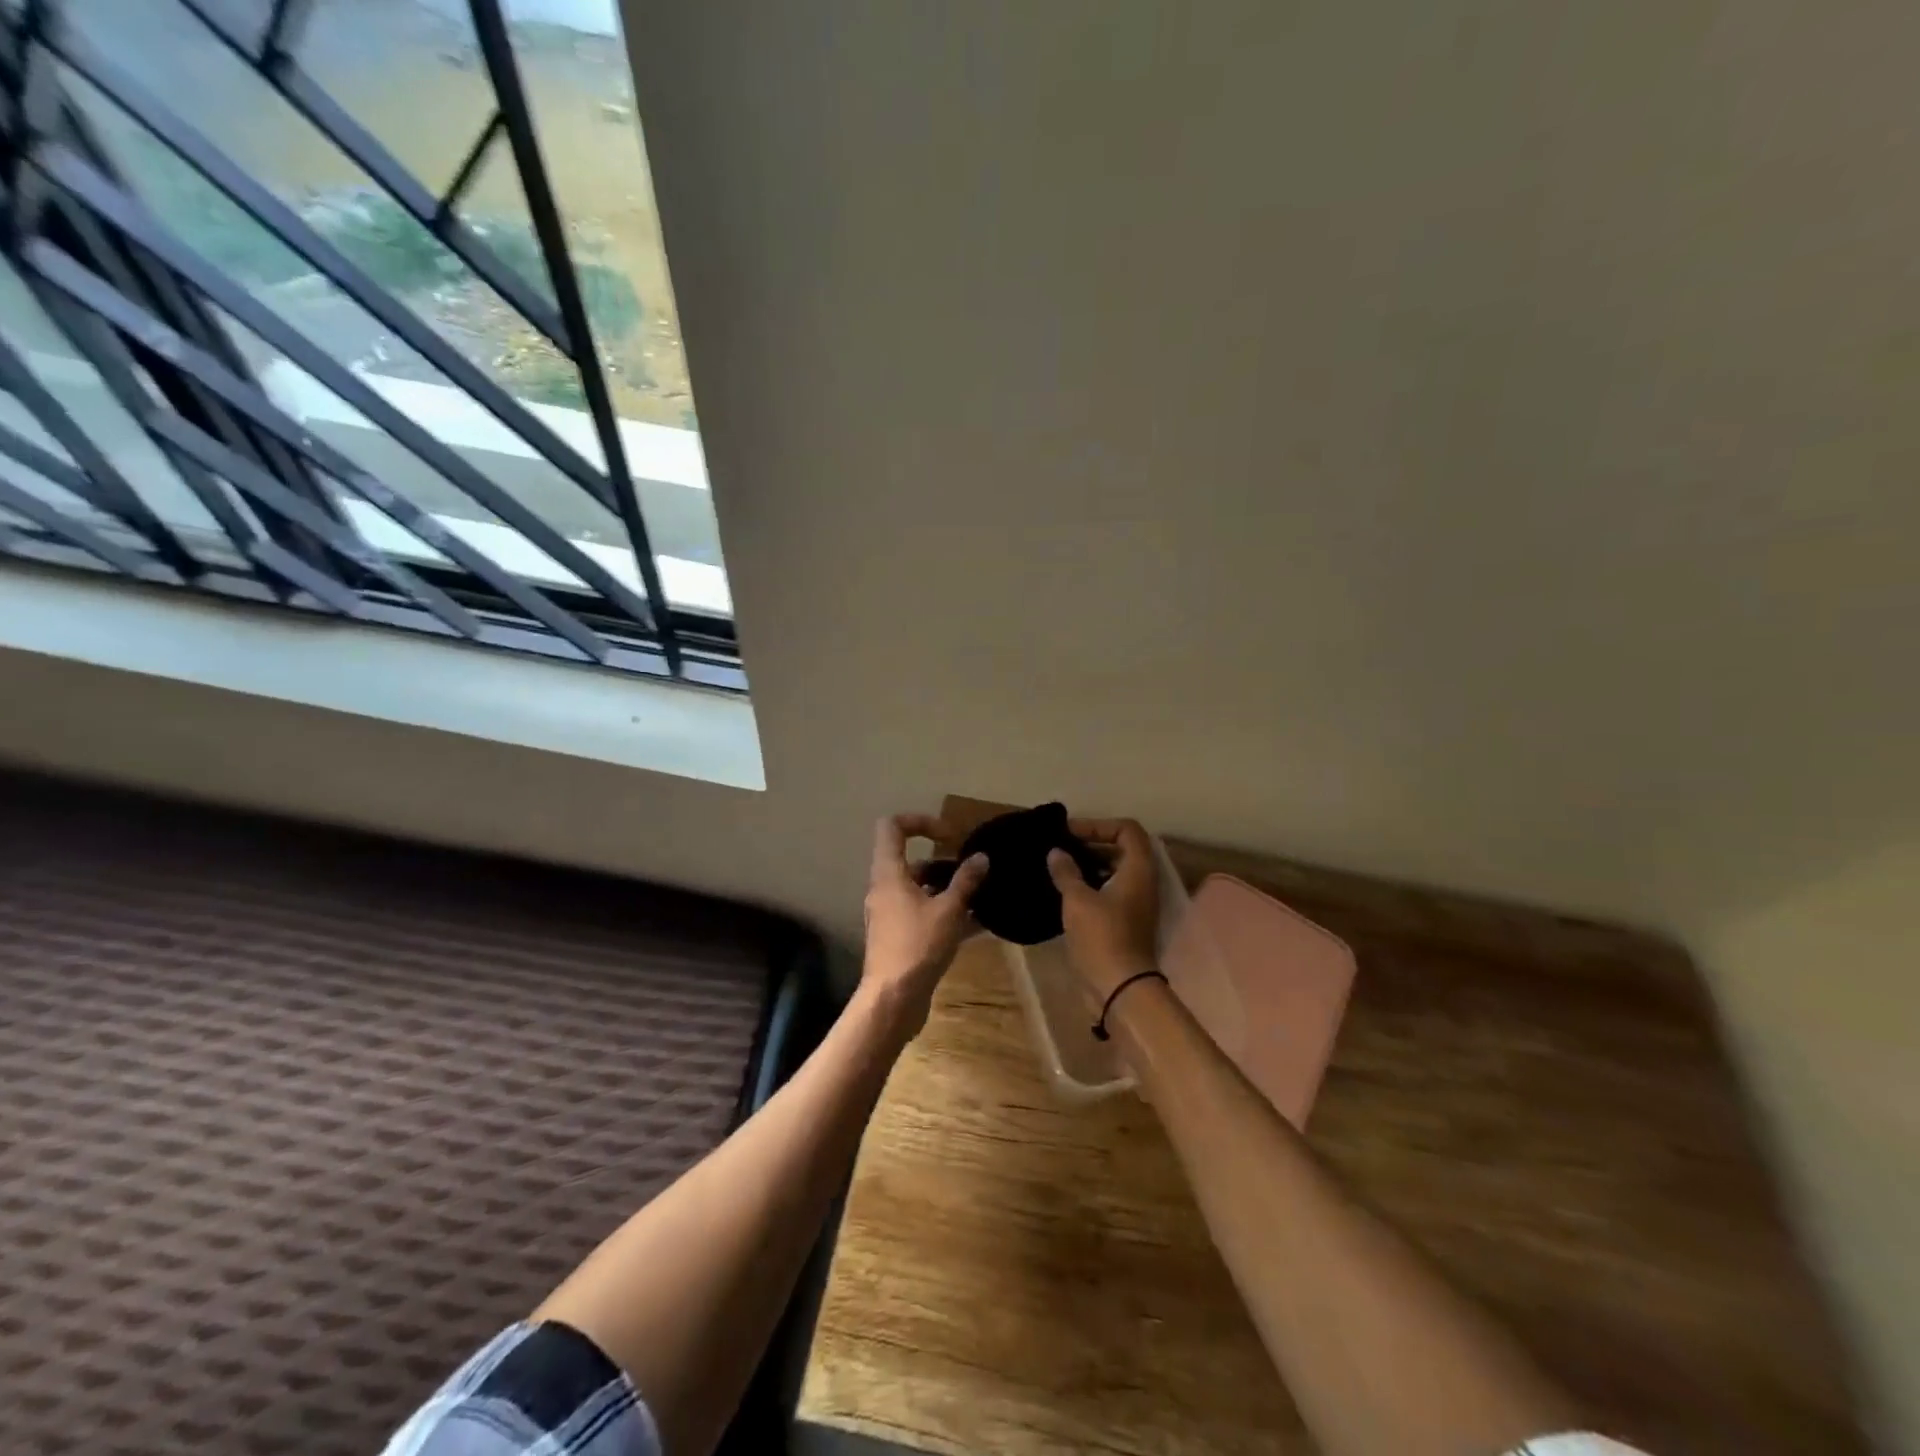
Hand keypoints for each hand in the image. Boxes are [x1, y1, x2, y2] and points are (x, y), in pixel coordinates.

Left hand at [862, 814, 987, 1033]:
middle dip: (943, 863)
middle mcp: (884, 890)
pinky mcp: (897, 938)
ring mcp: (889, 915)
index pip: (892, 828)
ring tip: (981, 896)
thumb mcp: (949, 910)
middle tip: (972, 871)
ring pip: (919, 890)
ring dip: (948, 889)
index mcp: (889, 874)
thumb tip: (981, 857)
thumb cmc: (918, 946)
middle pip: (910, 862)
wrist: (893, 1000)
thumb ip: (966, 881)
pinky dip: (945, 913)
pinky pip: (922, 914)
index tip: (949, 835)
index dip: (920, 821)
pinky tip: (977, 925)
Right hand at [1047, 818, 1160, 1005]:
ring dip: (1090, 865)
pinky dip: (1091, 885)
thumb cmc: (1102, 937)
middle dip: (1092, 843)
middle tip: (1061, 847)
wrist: (1120, 988)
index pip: (1127, 829)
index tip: (1071, 833)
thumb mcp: (1078, 900)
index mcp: (1138, 870)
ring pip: (1115, 872)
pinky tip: (1065, 891)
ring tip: (1059, 867)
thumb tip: (1056, 852)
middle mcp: (1143, 882)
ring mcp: (1136, 904)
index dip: (1099, 824)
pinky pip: (1110, 892)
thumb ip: (1066, 872)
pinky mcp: (1126, 922)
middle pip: (1122, 849)